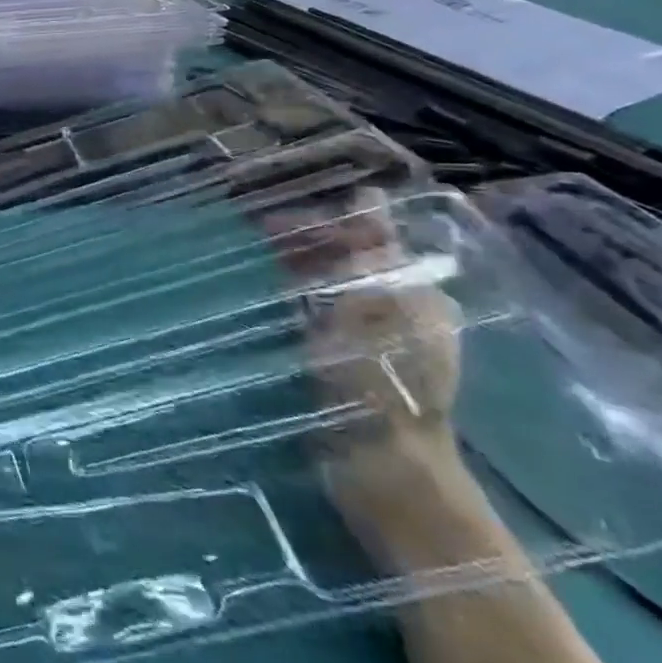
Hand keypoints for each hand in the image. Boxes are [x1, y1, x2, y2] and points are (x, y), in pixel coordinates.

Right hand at [267, 189, 465, 539]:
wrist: (380, 468)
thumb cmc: (382, 380)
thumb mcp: (376, 303)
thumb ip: (372, 248)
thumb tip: (369, 194)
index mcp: (417, 293)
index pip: (366, 239)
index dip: (319, 225)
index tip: (268, 222)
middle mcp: (399, 312)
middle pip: (345, 262)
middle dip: (301, 246)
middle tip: (249, 237)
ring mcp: (371, 342)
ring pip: (326, 289)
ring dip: (291, 271)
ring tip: (244, 261)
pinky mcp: (345, 366)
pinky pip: (314, 319)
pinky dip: (288, 303)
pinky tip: (258, 298)